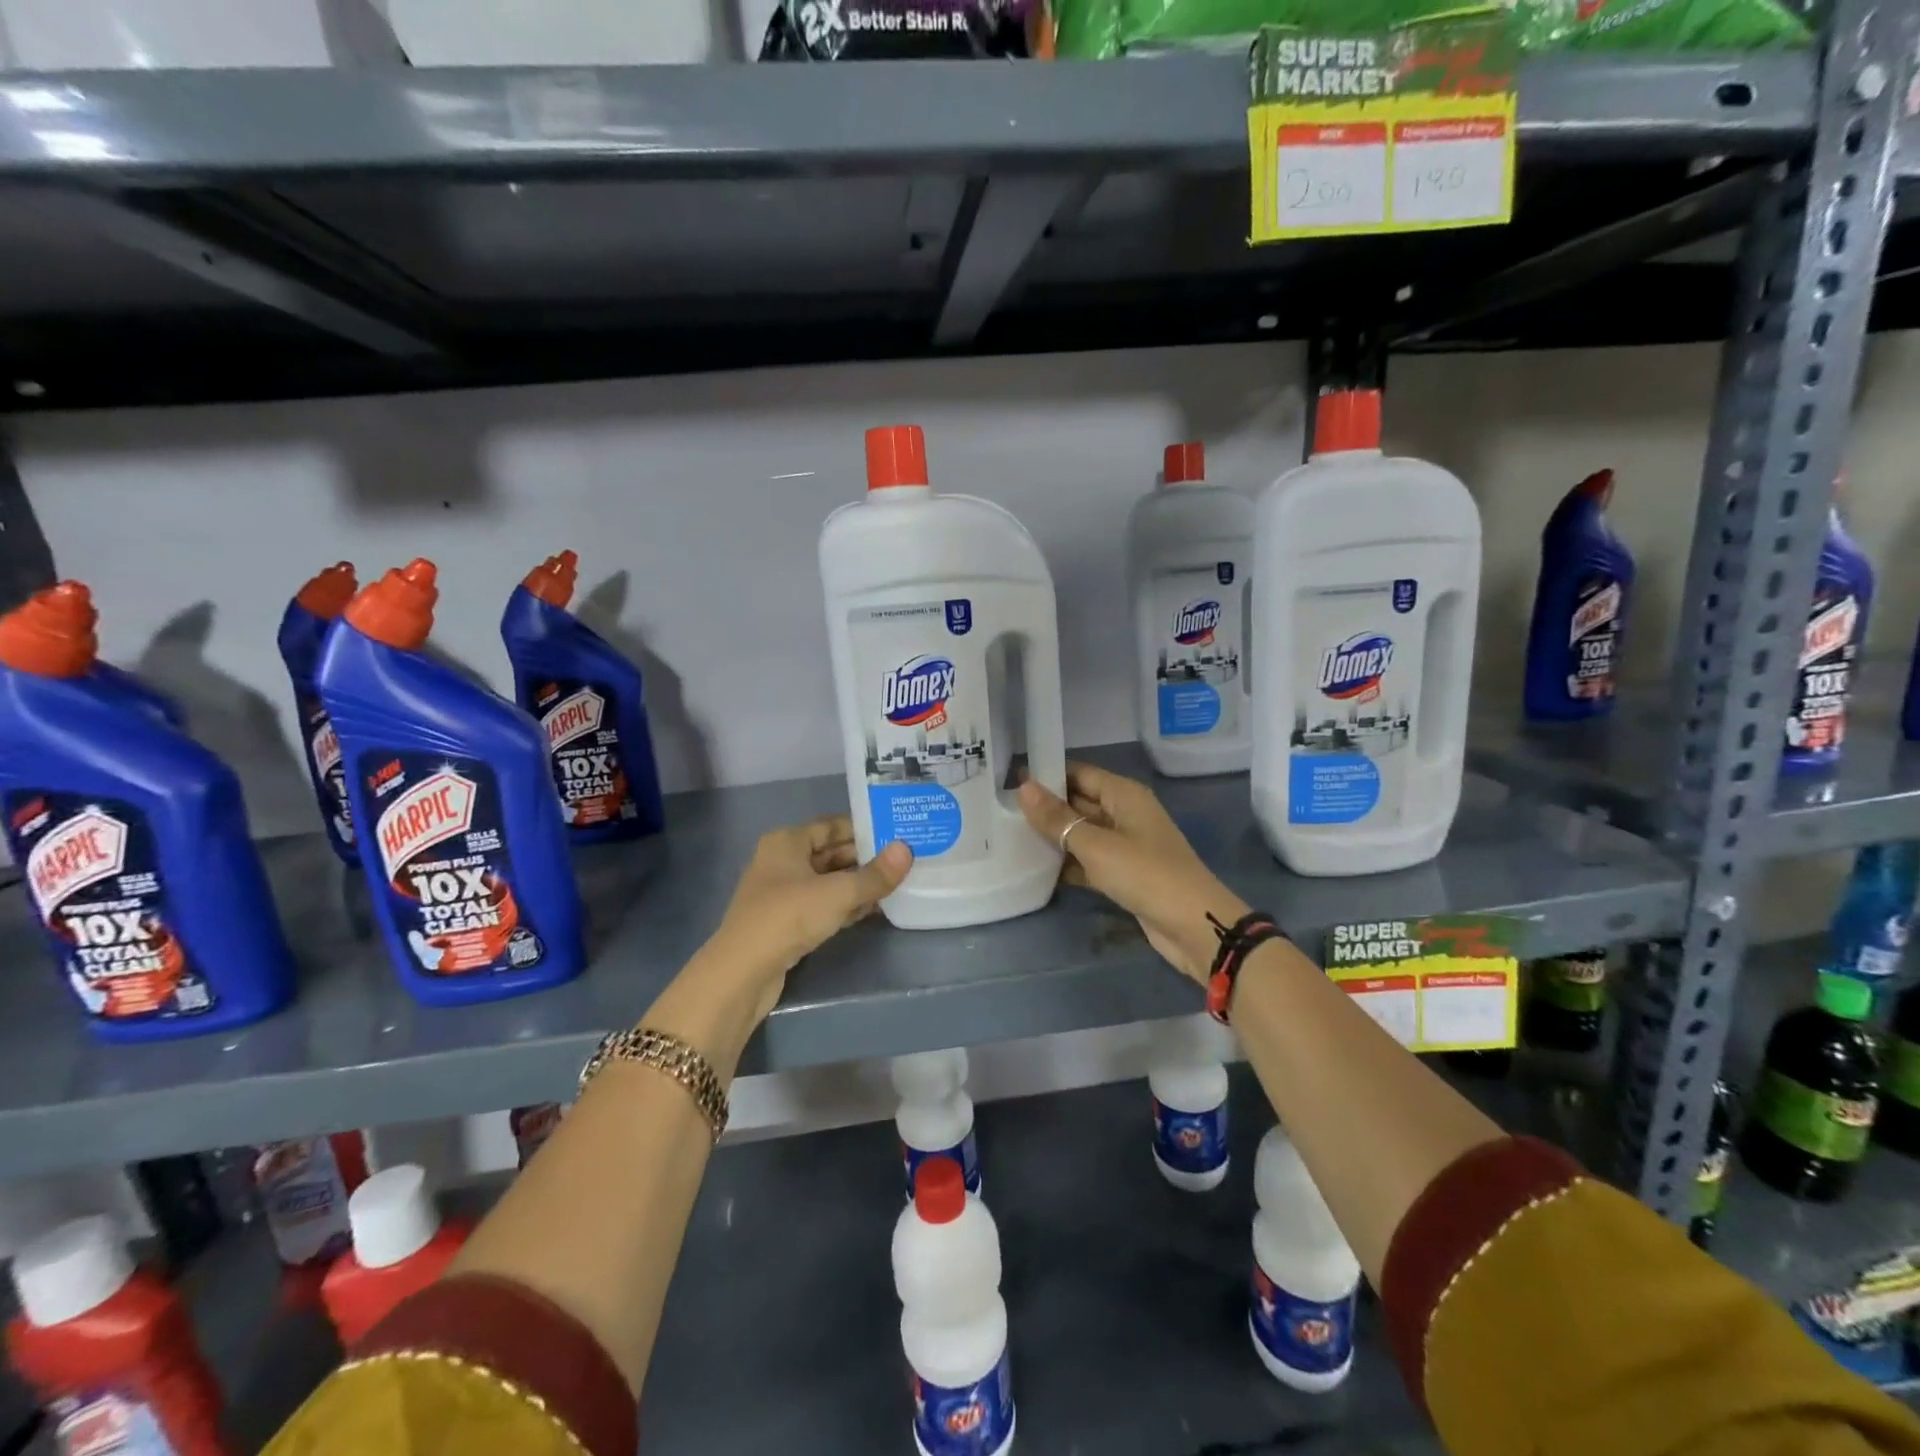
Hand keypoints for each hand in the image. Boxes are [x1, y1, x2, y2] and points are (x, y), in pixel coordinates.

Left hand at [707, 817, 912, 1023]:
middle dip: (866, 858)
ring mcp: (782, 893)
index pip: (833, 825)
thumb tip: (907, 850)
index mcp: (787, 841)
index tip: (898, 832)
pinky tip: (874, 909)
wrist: (743, 972)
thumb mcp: (838, 893)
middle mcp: (782, 861)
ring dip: (858, 884)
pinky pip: (822, 905)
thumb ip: (875, 875)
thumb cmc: (788, 917)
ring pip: (828, 881)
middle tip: (905, 859)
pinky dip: (845, 905)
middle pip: (831, 853)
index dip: (865, 828)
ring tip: (898, 882)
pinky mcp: (786, 922)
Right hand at [1018, 763, 1247, 985]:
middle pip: (1079, 802)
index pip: (1078, 773)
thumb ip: (1058, 819)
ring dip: (1054, 837)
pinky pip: (1089, 860)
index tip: (1008, 781)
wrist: (1193, 926)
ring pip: (1082, 833)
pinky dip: (1068, 863)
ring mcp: (1125, 845)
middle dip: (1046, 807)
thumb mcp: (1096, 845)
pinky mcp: (1124, 874)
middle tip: (1001, 811)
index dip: (1047, 775)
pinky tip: (1036, 869)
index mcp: (1124, 795)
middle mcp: (1125, 814)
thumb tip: (1024, 787)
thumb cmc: (1145, 874)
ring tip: (1010, 837)